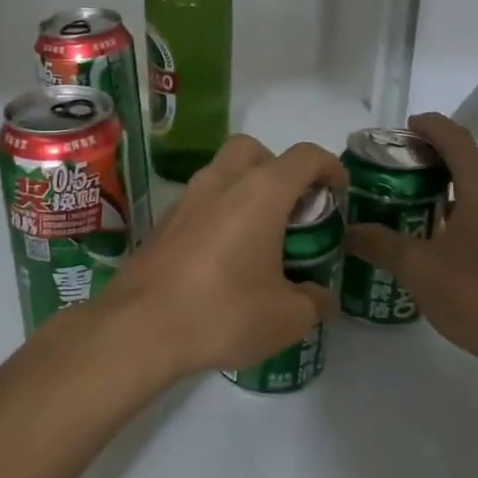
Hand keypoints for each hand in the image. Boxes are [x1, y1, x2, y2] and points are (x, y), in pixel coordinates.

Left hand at [99, 135, 346, 381]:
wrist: (139, 328)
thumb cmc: (222, 313)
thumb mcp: (286, 318)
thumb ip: (313, 302)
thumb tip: (321, 298)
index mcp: (260, 193)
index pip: (304, 156)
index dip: (329, 167)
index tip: (338, 193)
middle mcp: (221, 182)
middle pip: (254, 149)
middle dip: (278, 168)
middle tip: (290, 209)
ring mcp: (186, 199)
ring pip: (221, 172)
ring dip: (244, 190)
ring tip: (258, 236)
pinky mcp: (162, 222)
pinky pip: (199, 202)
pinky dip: (218, 213)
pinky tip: (223, 256)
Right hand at [343, 113, 477, 372]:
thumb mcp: (418, 269)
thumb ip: (380, 244)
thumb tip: (348, 232)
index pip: (455, 137)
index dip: (428, 127)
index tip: (405, 130)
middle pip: (476, 157)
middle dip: (442, 156)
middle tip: (406, 172)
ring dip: (462, 184)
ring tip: (427, 205)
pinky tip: (458, 239)